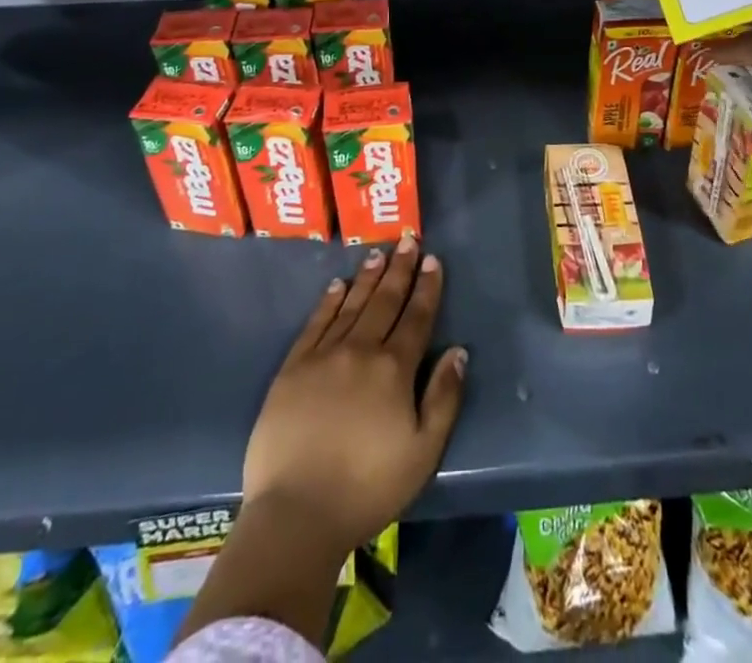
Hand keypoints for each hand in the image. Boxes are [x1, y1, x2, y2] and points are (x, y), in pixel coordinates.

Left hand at [243, 238, 466, 553]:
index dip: (426, 287)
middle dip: (399, 269)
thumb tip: (458, 351)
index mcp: (394, 369)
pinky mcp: (293, 367)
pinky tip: (336, 285)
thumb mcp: (423, 452)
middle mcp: (360, 350)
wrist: (296, 512)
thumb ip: (444, 398)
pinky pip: (315, 323)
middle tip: (408, 239)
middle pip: (384, 301)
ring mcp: (323, 355)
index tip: (432, 259)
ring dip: (367, 277)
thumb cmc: (367, 487)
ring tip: (378, 253)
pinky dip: (328, 301)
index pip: (416, 317)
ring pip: (351, 304)